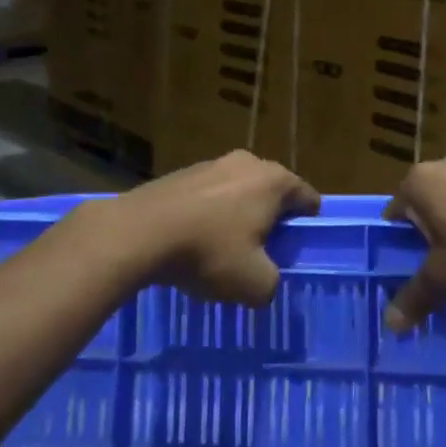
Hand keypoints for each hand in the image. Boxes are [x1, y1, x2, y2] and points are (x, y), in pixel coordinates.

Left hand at [97, 151, 320, 305]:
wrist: (138, 233)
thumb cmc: (207, 252)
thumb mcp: (254, 284)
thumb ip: (272, 284)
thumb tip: (266, 282)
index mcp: (274, 181)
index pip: (307, 198)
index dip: (307, 226)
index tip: (296, 250)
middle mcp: (247, 163)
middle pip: (272, 193)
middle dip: (270, 221)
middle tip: (261, 254)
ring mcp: (212, 164)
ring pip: (238, 193)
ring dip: (237, 218)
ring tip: (222, 252)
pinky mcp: (182, 173)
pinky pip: (209, 196)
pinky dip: (209, 216)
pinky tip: (193, 243)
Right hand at [382, 158, 445, 331]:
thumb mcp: (445, 278)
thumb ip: (416, 297)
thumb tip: (391, 324)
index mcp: (419, 182)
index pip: (394, 213)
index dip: (398, 244)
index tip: (408, 269)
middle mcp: (445, 166)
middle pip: (426, 206)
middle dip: (429, 236)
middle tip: (436, 269)